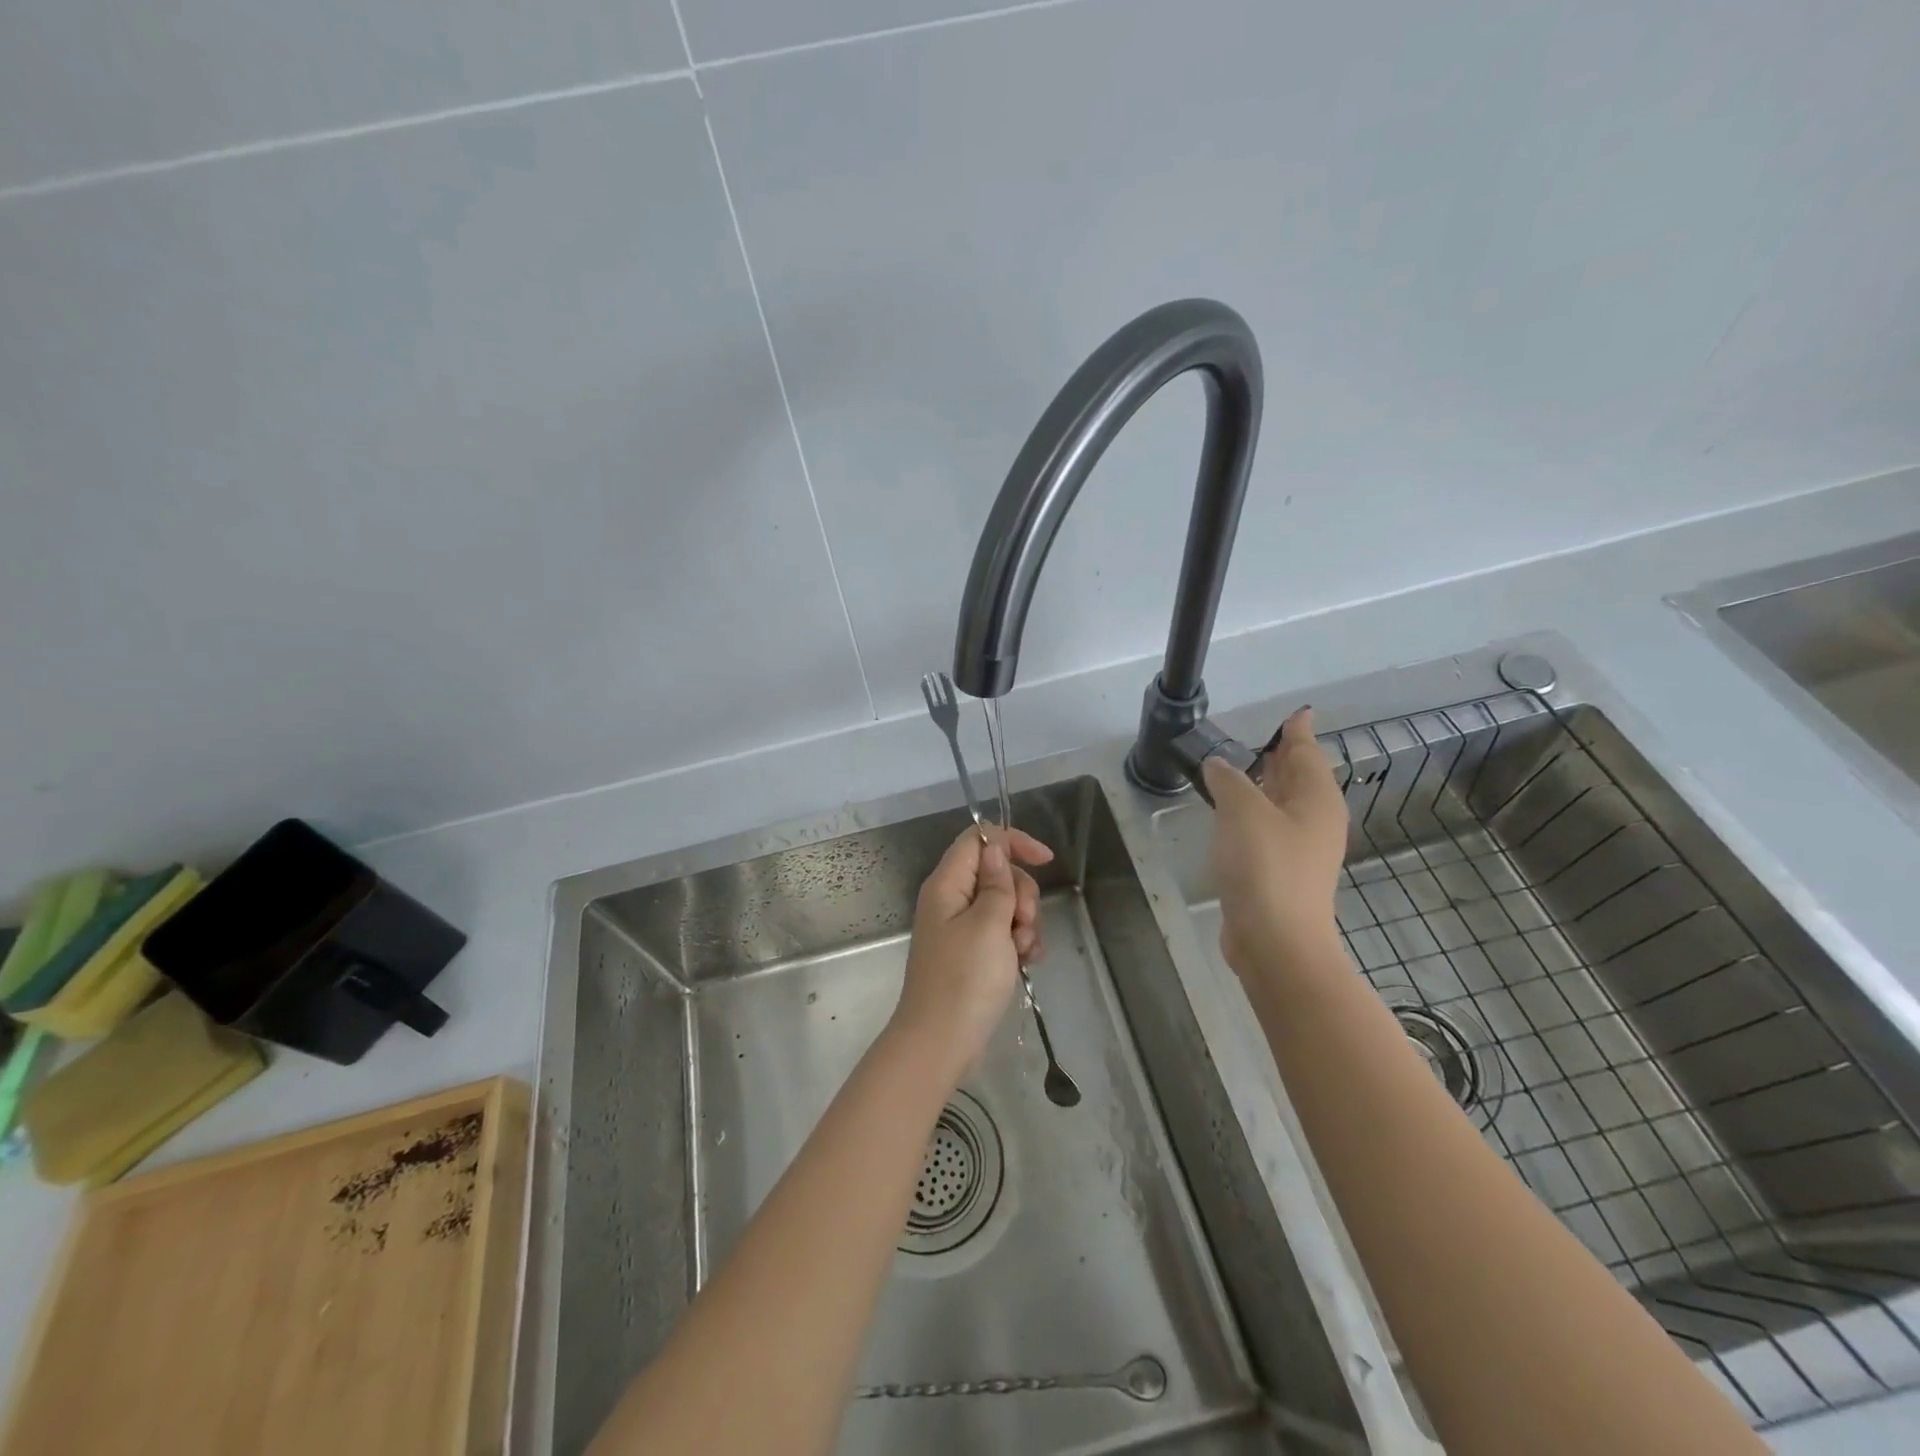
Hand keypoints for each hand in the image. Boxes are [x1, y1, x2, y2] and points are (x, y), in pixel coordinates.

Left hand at [889, 825, 1053, 1080]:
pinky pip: (1002, 933)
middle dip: (1021, 894)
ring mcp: (961, 929)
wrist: (941, 1042)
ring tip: (1023, 952)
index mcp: (947, 884)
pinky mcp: (972, 954)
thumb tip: (994, 848)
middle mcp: (951, 900)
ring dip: (1024, 923)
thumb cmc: (965, 978)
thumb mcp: (989, 924)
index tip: (1046, 860)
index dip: (1012, 842)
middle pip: (997, 873)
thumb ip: (997, 883)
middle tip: (1022, 924)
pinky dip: (1018, 943)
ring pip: (1005, 905)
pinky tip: (1027, 963)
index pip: (978, 839)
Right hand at [1201, 707, 1348, 974]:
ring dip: (1262, 785)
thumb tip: (1217, 765)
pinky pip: (1267, 828)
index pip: (1307, 751)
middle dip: (1279, 756)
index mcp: (1316, 798)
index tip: (1296, 712)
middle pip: (1298, 777)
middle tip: (1256, 738)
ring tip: (1235, 769)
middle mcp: (1315, 819)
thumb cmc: (1266, 866)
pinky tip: (1229, 814)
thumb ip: (1228, 779)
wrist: (1275, 940)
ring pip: (1282, 804)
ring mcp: (1300, 848)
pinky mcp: (1280, 871)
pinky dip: (1252, 813)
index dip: (1297, 731)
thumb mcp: (1242, 810)